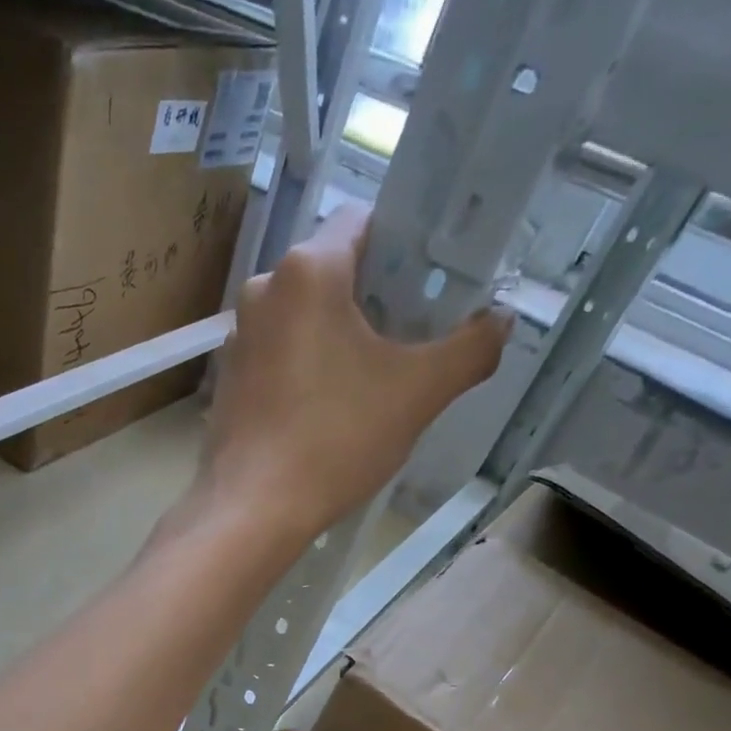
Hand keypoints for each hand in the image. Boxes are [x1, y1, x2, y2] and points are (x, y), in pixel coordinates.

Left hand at [203, 202, 512, 542]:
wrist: (254, 509)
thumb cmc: (335, 439)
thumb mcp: (418, 393)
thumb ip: (470, 349)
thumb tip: (501, 323)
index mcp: (307, 271)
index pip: (365, 221)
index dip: (406, 244)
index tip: (435, 281)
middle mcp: (263, 291)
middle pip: (333, 270)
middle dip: (376, 295)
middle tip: (415, 333)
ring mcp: (239, 338)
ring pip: (304, 316)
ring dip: (341, 333)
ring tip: (376, 375)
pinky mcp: (229, 380)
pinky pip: (280, 353)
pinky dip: (308, 364)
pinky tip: (330, 404)